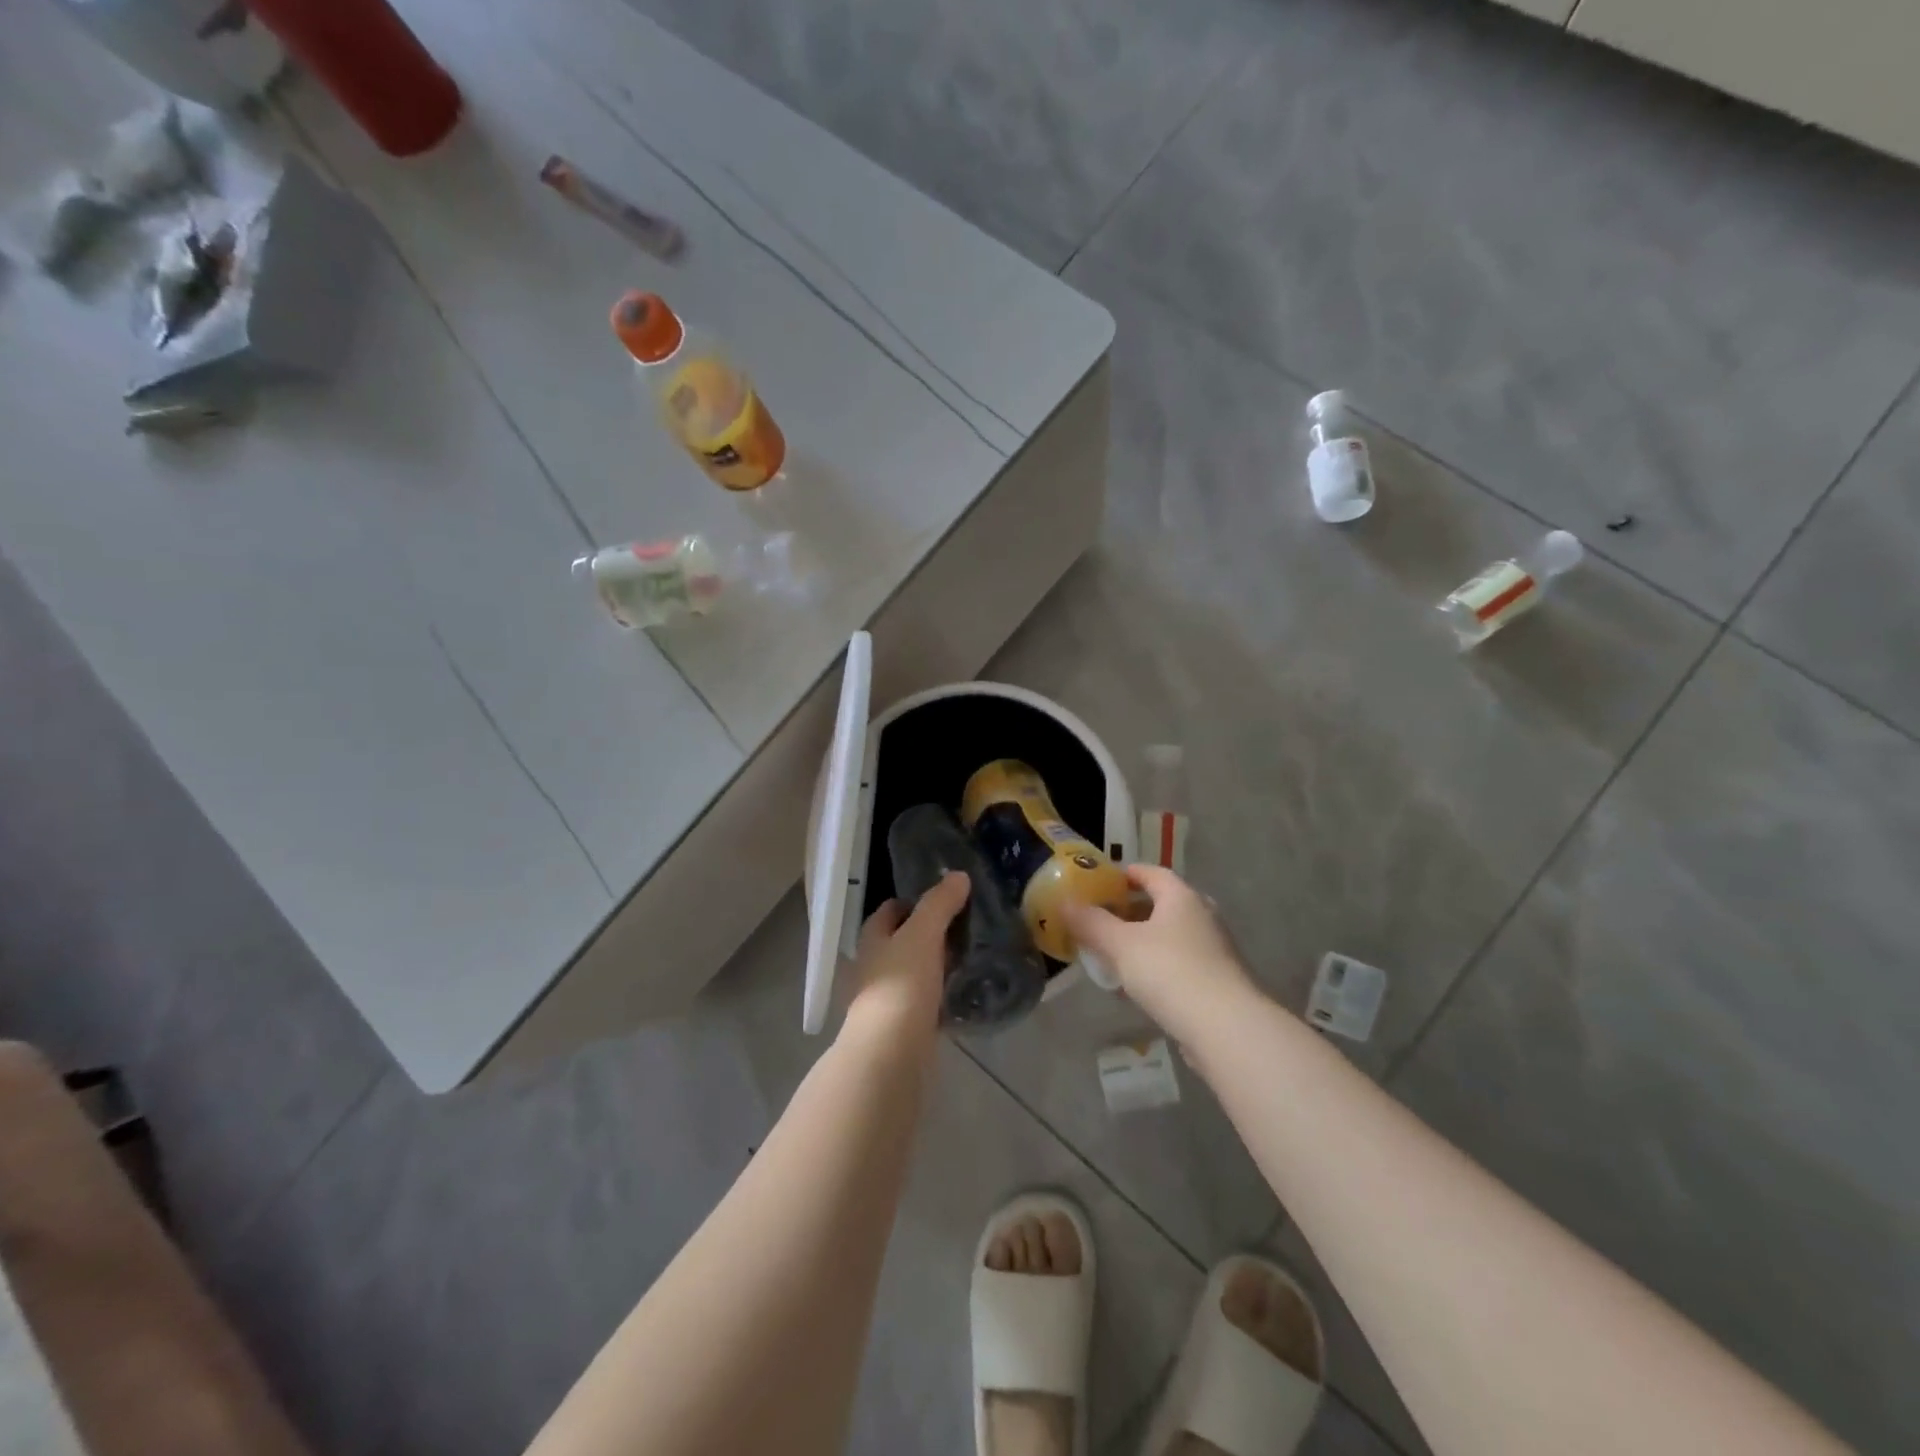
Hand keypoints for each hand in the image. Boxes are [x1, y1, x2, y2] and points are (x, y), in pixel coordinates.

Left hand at [842, 870, 969, 1044]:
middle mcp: (876, 965)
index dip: (914, 900)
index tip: (946, 896)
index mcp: (873, 938)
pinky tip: (965, 991)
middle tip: (967, 923)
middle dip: (930, 931)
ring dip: (938, 963)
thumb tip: (958, 875)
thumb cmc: (901, 984)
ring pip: (916, 970)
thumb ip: (939, 904)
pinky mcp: (905, 1025)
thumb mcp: (923, 934)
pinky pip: (927, 1000)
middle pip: (903, 939)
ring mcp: (889, 997)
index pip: (891, 909)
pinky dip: (943, 993)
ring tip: (973, 954)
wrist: (890, 1053)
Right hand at [1063, 865, 1252, 1038]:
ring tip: (1112, 955)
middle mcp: (1203, 916)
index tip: (1100, 883)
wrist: (1227, 1030)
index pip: (1151, 873)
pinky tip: (1137, 987)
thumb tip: (1064, 902)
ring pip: (1171, 936)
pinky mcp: (1218, 981)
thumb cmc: (1171, 972)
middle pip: (1162, 904)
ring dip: (1143, 942)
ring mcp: (1215, 950)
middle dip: (1131, 911)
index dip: (1125, 874)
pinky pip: (1180, 963)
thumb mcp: (1120, 945)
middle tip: (1101, 920)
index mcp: (1182, 897)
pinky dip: (1157, 967)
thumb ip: (1091, 922)